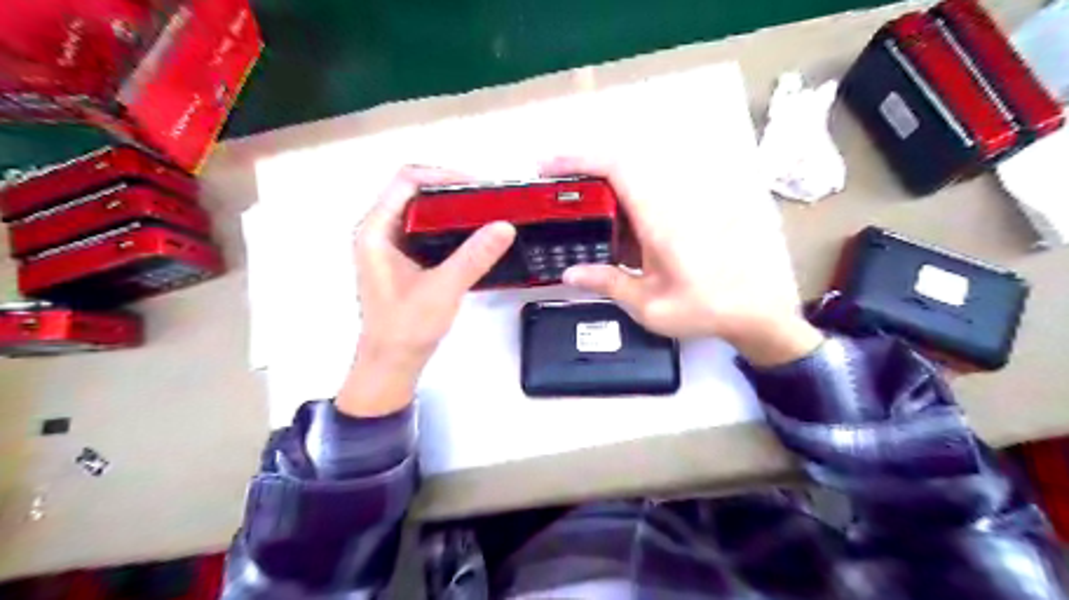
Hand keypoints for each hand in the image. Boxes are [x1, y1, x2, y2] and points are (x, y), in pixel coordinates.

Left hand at [336, 166, 515, 413]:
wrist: (392, 363)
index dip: (445, 176)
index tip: (480, 187)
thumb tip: (504, 226)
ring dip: (453, 207)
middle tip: (489, 198)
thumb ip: (474, 256)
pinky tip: (472, 234)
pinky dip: (450, 225)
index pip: (407, 181)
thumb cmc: (406, 328)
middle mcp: (378, 230)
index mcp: (376, 230)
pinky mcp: (402, 258)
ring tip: (486, 212)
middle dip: (453, 189)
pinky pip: (427, 228)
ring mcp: (389, 244)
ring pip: (423, 209)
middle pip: (415, 190)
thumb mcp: (443, 289)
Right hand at [545, 156, 819, 367]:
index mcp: (659, 220)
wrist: (756, 311)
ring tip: (579, 215)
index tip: (549, 166)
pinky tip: (615, 234)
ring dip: (603, 191)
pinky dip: (622, 207)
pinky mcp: (687, 216)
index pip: (617, 169)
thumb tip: (569, 273)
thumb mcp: (649, 304)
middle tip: (556, 193)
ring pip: (635, 183)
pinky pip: (648, 199)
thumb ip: (608, 284)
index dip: (580, 159)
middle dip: (584, 173)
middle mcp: (670, 204)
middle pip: (622, 169)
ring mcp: (681, 208)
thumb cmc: (704, 308)